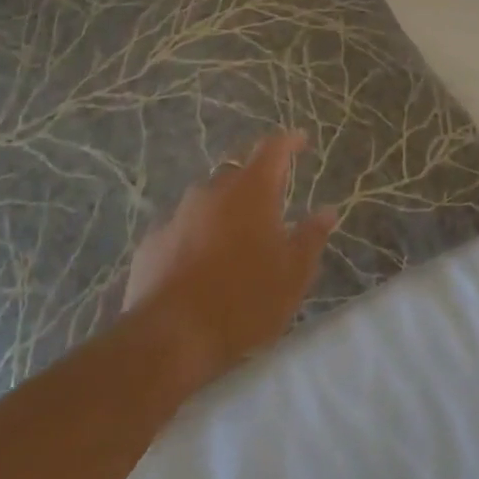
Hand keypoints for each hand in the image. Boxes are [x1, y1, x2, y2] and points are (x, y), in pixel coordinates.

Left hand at [123, 130, 337, 394]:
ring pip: (206, 200)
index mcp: (252, 190)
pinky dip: (194, 237)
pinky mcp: (151, 243)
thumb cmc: (245, 300)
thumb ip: (311, 237)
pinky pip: (180, 229)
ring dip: (222, 210)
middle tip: (268, 205)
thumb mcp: (293, 274)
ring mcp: (177, 215)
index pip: (273, 147)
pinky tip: (198, 265)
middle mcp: (213, 191)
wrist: (169, 338)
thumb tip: (327, 211)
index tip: (301, 140)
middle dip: (254, 181)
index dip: (289, 140)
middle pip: (237, 172)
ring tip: (233, 240)